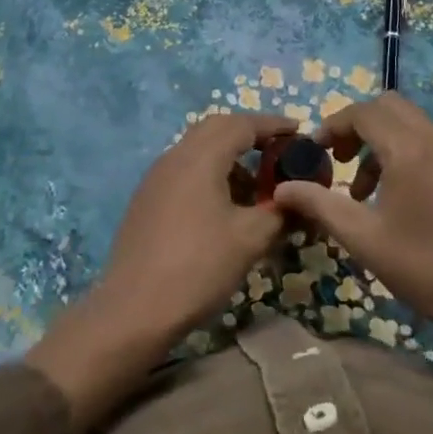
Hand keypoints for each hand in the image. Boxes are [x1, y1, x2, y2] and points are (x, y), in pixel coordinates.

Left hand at [29, 112, 291, 430]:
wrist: (134, 309)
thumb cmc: (198, 267)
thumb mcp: (250, 239)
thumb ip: (279, 211)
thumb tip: (298, 199)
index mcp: (201, 157)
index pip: (242, 124)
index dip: (273, 125)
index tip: (298, 130)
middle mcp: (175, 156)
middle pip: (217, 128)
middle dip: (250, 134)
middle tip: (278, 152)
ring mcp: (156, 177)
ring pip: (198, 149)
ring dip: (229, 156)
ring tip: (255, 186)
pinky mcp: (147, 199)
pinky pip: (185, 170)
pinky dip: (210, 173)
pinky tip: (224, 206)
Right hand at [271, 92, 432, 336]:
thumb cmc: (425, 267)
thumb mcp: (363, 238)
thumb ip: (320, 205)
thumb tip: (283, 189)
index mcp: (409, 149)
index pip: (363, 112)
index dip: (333, 125)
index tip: (316, 150)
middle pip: (389, 107)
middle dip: (358, 125)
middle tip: (340, 160)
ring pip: (410, 124)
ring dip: (381, 142)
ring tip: (364, 191)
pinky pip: (430, 143)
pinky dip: (406, 153)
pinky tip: (400, 200)